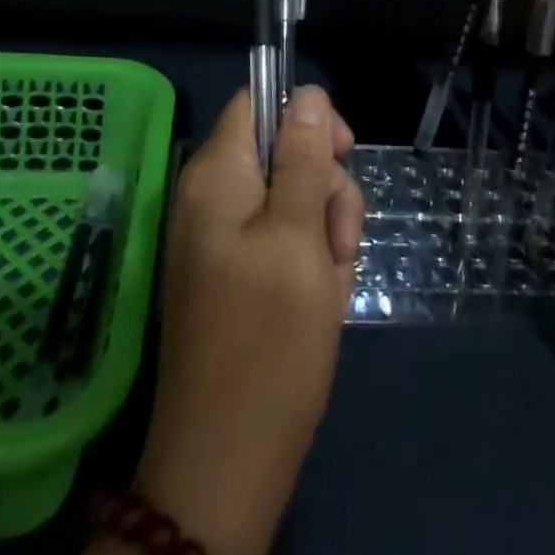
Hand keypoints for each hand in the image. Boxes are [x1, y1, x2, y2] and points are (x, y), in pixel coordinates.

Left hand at [132, 87, 363, 554]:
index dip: (305, 116)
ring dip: (324, 232)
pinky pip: (282, 242)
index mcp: (216, 173)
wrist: (226, 461)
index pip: (259, 103)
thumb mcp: (299, 235)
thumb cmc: (268, 338)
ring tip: (333, 286)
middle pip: (282, 153)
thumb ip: (303, 157)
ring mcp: (221, 238)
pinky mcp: (234, 275)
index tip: (342, 152)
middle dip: (324, 188)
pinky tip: (323, 303)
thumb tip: (306, 92)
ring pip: (291, 200)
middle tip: (343, 242)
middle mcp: (211, 195)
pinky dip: (310, 263)